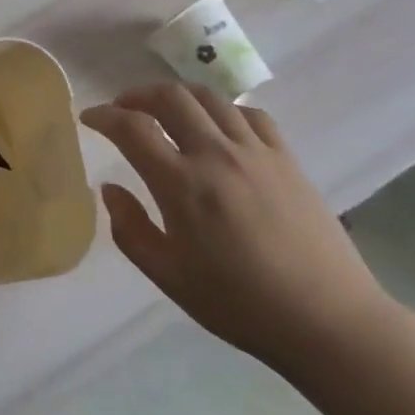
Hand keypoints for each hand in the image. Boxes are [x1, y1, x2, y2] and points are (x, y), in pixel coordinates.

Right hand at [80, 84, 389, 373]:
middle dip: (138, 95)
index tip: (89, 118)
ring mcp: (256, 151)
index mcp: (182, 185)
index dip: (104, 116)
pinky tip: (218, 128)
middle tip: (124, 109)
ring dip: (178, 96)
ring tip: (165, 112)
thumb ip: (131, 230)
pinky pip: (249, 114)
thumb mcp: (170, 277)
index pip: (132, 129)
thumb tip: (109, 190)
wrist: (326, 319)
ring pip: (209, 98)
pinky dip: (222, 110)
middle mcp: (216, 154)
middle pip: (170, 98)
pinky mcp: (286, 157)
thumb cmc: (239, 304)